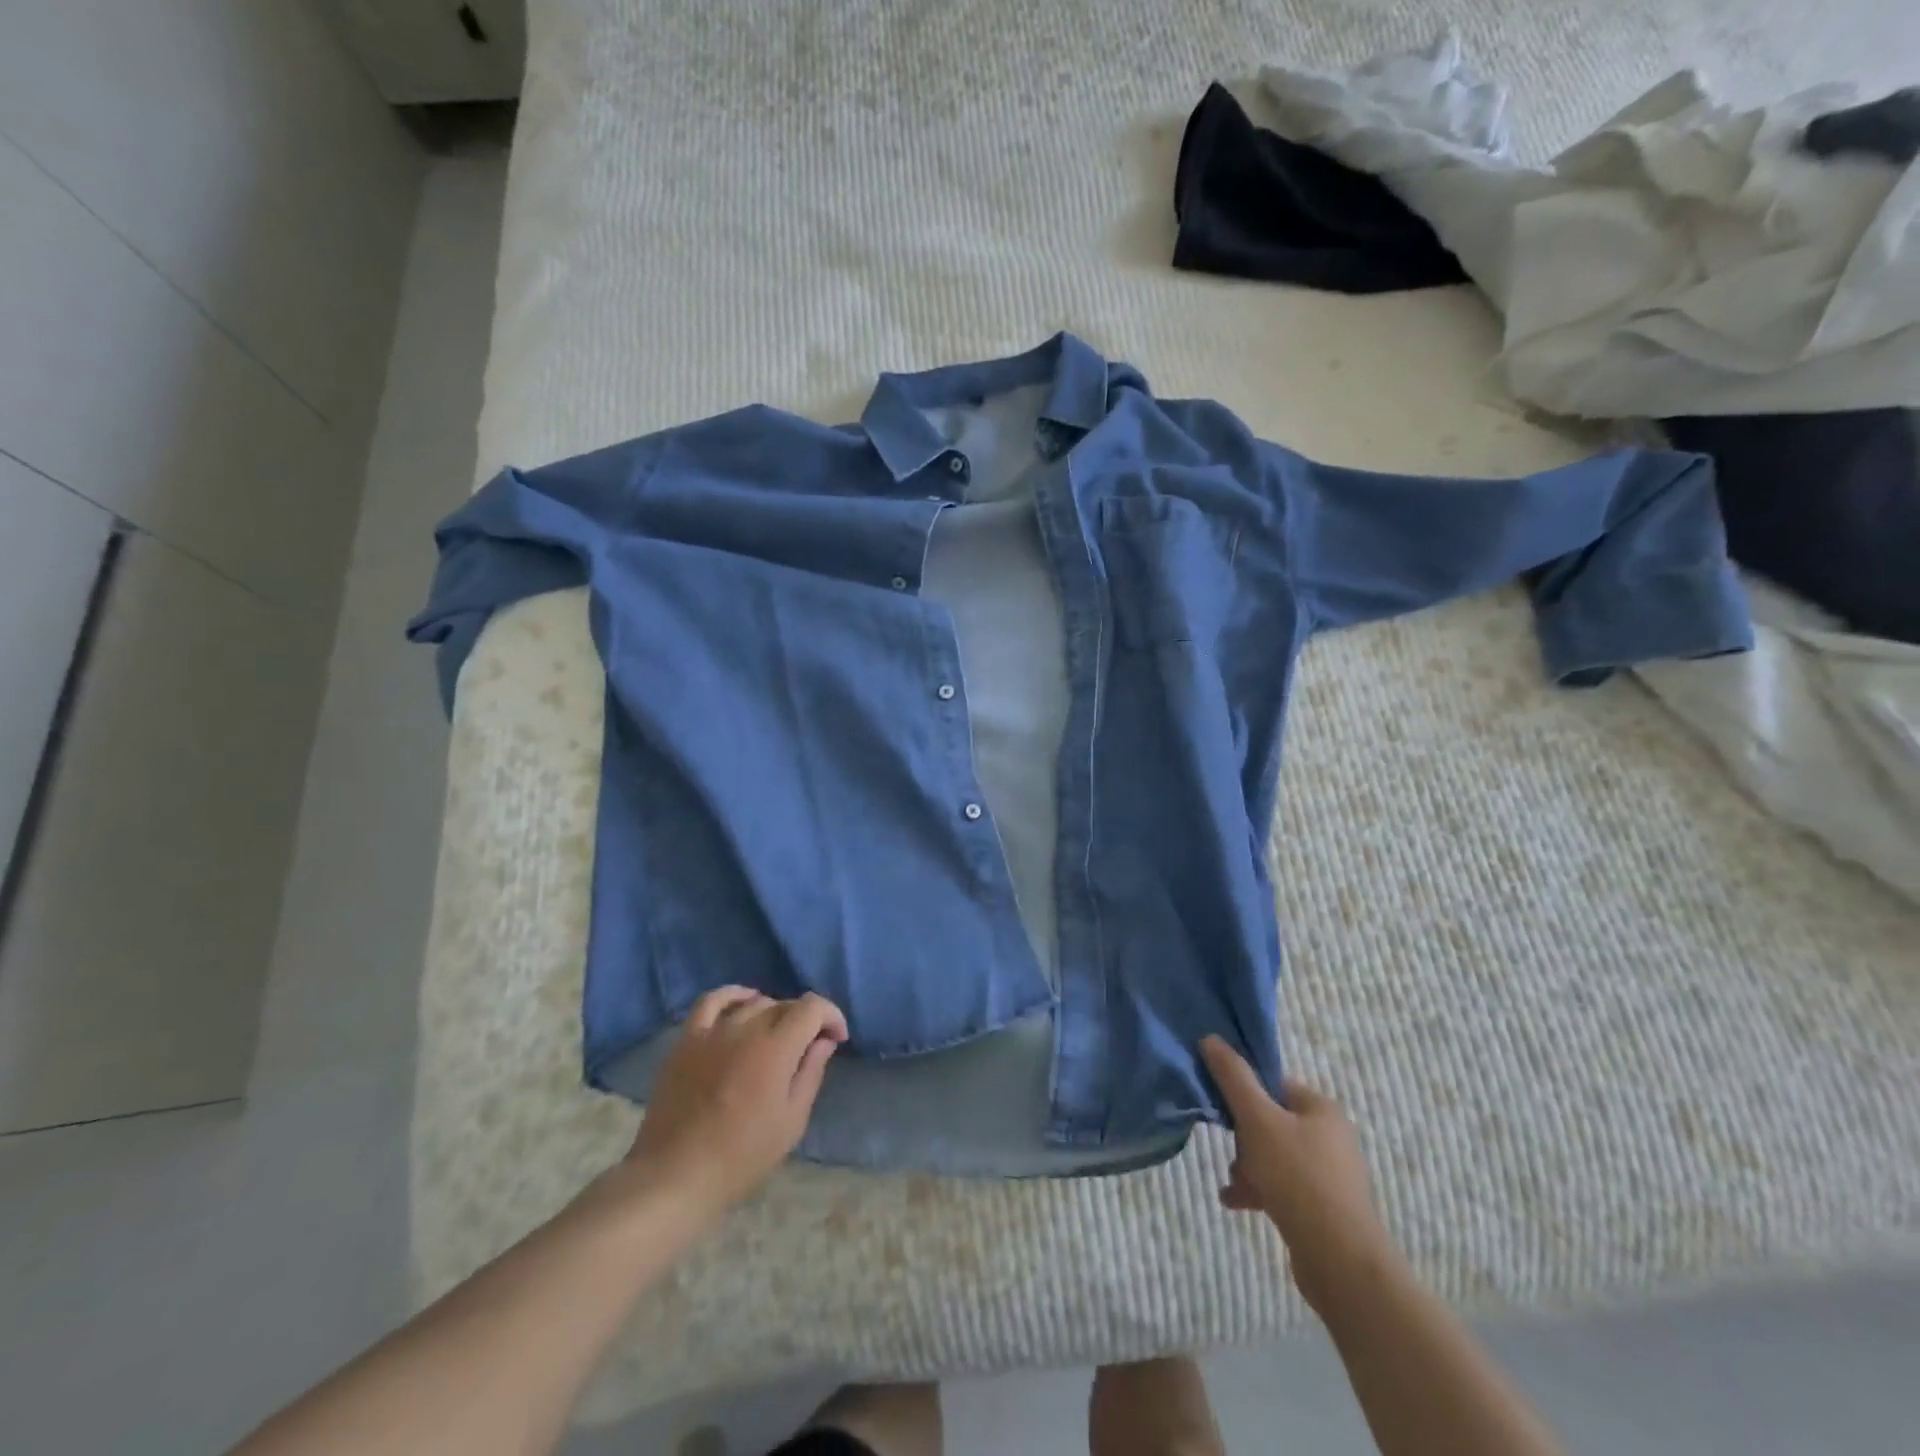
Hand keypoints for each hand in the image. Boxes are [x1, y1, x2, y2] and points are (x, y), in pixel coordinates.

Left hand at [626, 987, 847, 1214]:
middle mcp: (746, 1029)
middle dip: (805, 1019)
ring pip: (753, 1003)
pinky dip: (732, 995)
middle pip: (784, 1004)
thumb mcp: (792, 1121)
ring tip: (777, 1035)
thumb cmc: (742, 1156)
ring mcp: (713, 1031)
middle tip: (809, 1046)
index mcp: (776, 1049)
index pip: (812, 1008)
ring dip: (774, 1012)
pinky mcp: (687, 1040)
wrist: (676, 1176)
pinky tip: (743, 1002)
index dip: (831, 1016)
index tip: (837, 1038)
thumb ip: (811, 1073)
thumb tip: (824, 1040)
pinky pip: (711, 1002)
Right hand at [1200, 1036, 1399, 1314]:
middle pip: (1271, 1121)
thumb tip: (1211, 1038)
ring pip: (1275, 1156)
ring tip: (1235, 1185)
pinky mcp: (1325, 1208)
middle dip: (1244, 1139)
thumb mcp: (1257, 1119)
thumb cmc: (1297, 1177)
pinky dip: (1260, 1190)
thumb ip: (1233, 1077)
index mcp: (1322, 1109)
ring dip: (1248, 1167)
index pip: (1274, 1084)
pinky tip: (1237, 1203)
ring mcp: (1331, 1175)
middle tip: (1232, 1156)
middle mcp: (1332, 1137)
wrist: (1340, 1261)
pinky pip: (1284, 1187)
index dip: (1245, 1093)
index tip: (1223, 1110)